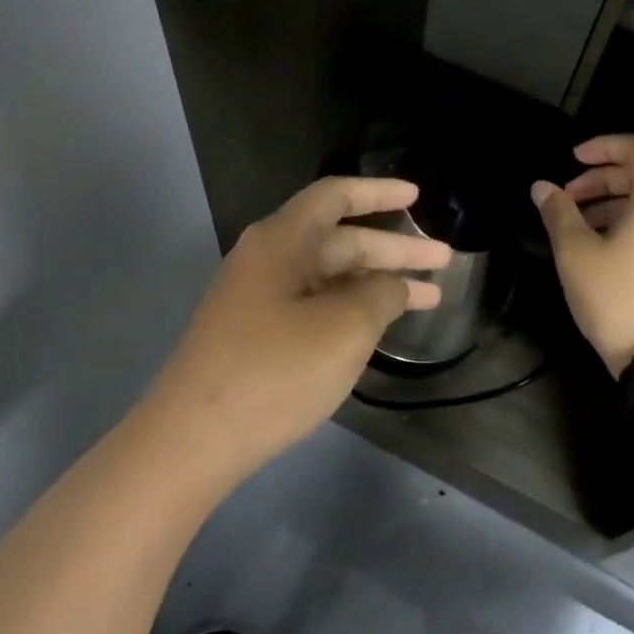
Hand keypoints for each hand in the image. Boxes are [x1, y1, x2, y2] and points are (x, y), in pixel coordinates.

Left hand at [146, 176, 451, 487]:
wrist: (191, 441)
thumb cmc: (273, 372)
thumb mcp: (343, 329)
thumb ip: (379, 296)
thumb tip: (391, 286)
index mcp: (281, 241)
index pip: (336, 196)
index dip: (380, 192)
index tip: (418, 197)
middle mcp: (267, 259)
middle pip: (339, 239)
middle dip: (393, 249)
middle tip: (443, 261)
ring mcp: (257, 298)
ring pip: (329, 276)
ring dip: (376, 283)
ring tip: (428, 298)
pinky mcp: (254, 334)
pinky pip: (313, 304)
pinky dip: (349, 308)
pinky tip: (377, 327)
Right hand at [532, 134, 633, 376]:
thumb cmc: (619, 298)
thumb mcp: (576, 253)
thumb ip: (559, 212)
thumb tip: (542, 187)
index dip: (602, 146)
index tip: (572, 160)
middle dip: (601, 179)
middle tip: (566, 198)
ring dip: (612, 203)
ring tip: (577, 225)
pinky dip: (629, 223)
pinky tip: (601, 248)